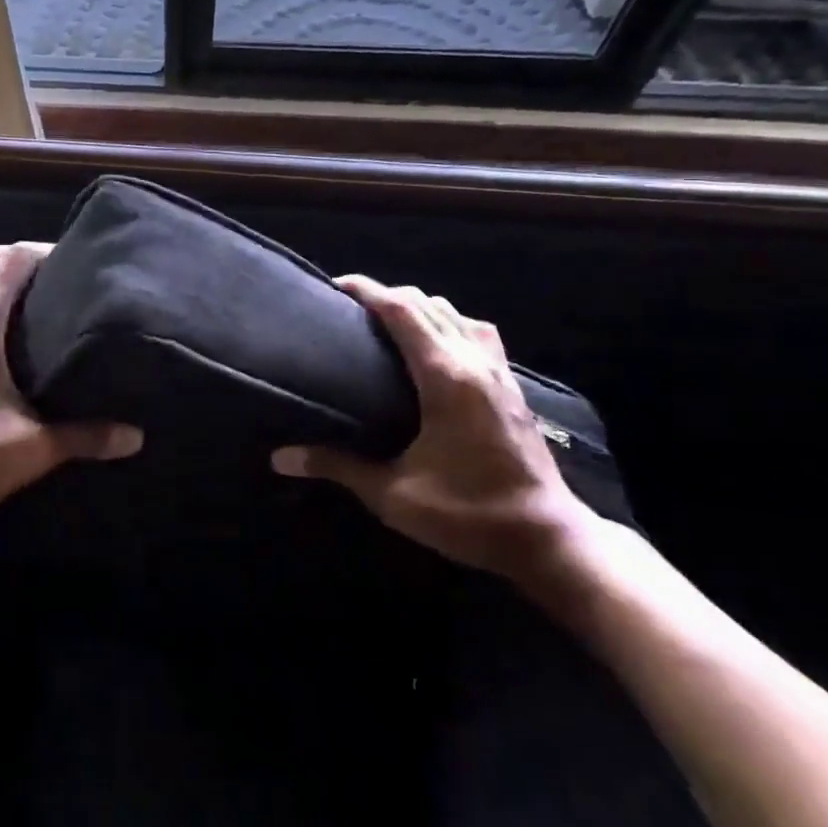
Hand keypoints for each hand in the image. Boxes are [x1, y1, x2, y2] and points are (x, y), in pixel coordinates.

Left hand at [0, 242, 142, 539]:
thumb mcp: (34, 447)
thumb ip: (87, 436)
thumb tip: (137, 435)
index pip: (11, 259)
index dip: (47, 251)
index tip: (85, 261)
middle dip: (31, 266)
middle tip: (75, 282)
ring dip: (8, 286)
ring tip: (53, 304)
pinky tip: (19, 336)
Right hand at [270, 276, 594, 583]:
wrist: (547, 539)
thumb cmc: (467, 514)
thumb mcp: (393, 494)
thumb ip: (337, 466)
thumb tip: (280, 457)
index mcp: (445, 377)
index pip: (402, 311)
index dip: (368, 290)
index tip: (335, 287)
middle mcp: (474, 362)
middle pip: (426, 303)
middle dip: (386, 295)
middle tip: (349, 309)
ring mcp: (499, 371)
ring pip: (455, 313)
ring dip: (418, 307)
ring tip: (386, 323)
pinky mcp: (512, 386)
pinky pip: (476, 332)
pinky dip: (448, 322)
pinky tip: (435, 346)